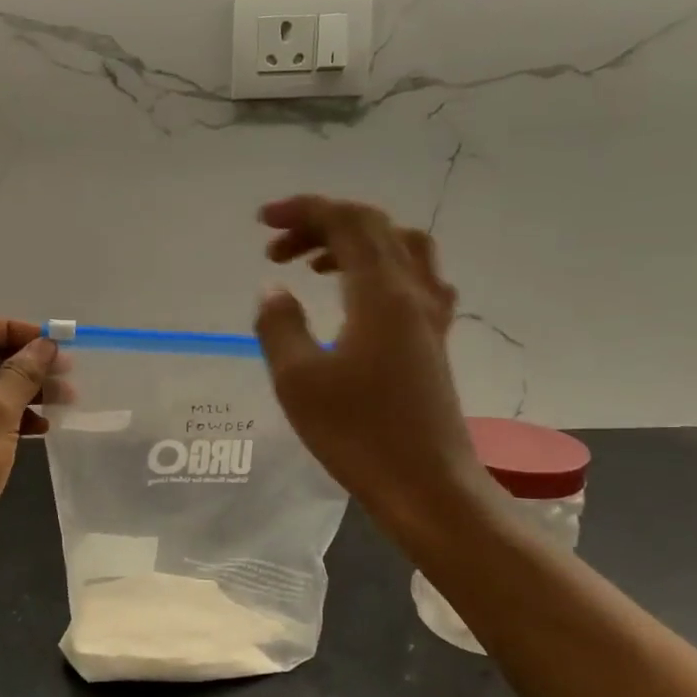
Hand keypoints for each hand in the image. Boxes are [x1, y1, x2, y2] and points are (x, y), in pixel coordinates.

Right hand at [254, 195, 492, 534]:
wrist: (426, 486)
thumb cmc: (358, 434)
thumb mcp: (298, 379)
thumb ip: (279, 325)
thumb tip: (275, 290)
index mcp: (381, 293)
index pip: (347, 222)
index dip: (303, 210)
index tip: (262, 222)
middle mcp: (413, 292)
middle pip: (374, 228)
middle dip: (322, 224)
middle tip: (276, 250)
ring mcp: (431, 316)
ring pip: (400, 248)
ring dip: (354, 243)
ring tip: (313, 265)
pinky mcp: (435, 341)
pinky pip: (414, 279)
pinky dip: (379, 269)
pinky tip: (358, 298)